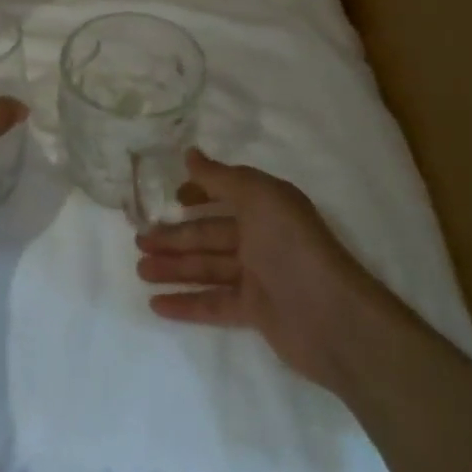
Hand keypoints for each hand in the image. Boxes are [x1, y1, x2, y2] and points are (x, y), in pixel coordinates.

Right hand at [136, 149, 384, 390]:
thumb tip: (190, 153)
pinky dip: (187, 302)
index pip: (225, 194)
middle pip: (209, 234)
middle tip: (138, 241)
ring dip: (173, 267)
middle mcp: (262, 237)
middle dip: (174, 236)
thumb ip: (221, 177)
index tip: (169, 198)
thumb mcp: (258, 197)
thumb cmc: (293, 246)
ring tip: (140, 270)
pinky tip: (156, 304)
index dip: (197, 194)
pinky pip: (214, 303)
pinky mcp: (255, 312)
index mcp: (266, 206)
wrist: (333, 319)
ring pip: (207, 267)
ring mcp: (258, 276)